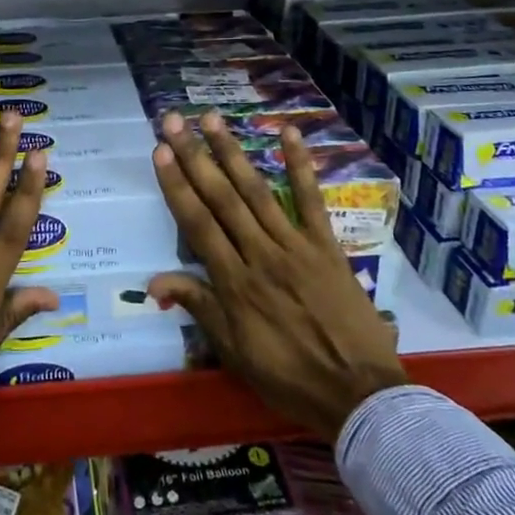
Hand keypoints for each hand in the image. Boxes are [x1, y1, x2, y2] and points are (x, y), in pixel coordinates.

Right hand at [146, 112, 406, 439]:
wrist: (359, 395)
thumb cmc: (289, 378)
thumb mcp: (235, 353)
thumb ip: (200, 308)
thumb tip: (154, 280)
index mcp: (235, 284)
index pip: (198, 224)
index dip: (177, 186)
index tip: (159, 153)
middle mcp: (260, 255)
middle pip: (222, 198)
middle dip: (195, 157)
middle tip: (174, 121)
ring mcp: (295, 246)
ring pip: (257, 191)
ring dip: (232, 152)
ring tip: (211, 119)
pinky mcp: (327, 246)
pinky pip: (311, 200)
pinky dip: (299, 165)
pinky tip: (288, 133)